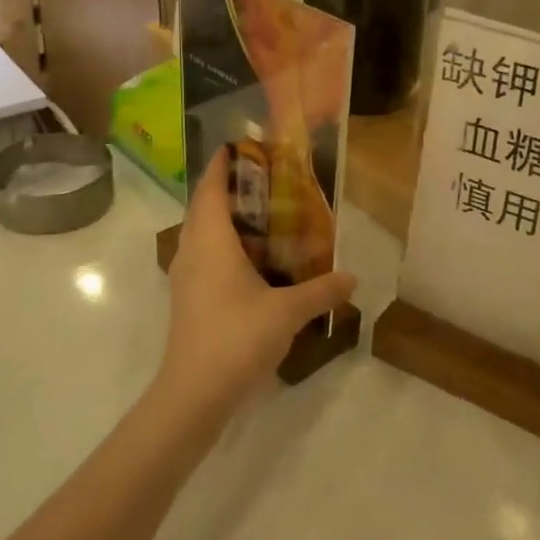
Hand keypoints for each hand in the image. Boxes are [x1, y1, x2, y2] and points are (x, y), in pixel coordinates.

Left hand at [161, 149, 356, 417]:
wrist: (194, 393)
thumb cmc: (237, 338)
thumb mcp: (288, 312)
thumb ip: (321, 291)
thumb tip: (352, 277)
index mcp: (211, 240)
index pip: (211, 187)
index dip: (222, 163)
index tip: (242, 146)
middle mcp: (193, 250)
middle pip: (205, 206)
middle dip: (230, 189)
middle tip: (266, 180)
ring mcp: (186, 276)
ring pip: (202, 233)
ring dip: (226, 219)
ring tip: (264, 216)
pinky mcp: (188, 299)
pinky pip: (205, 256)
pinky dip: (225, 246)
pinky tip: (253, 262)